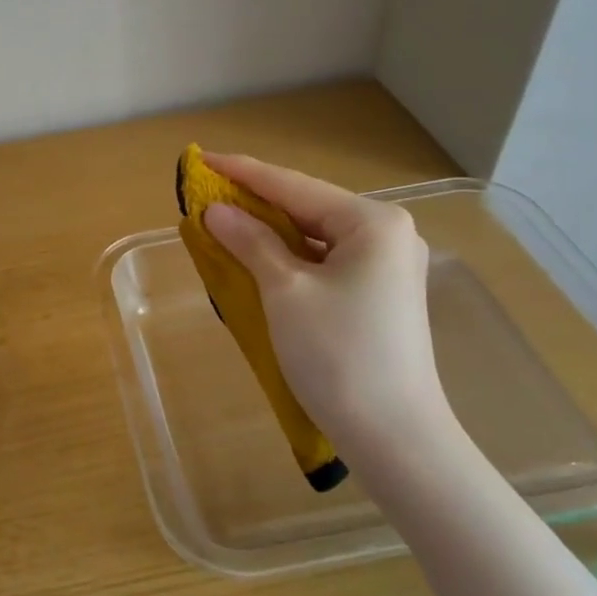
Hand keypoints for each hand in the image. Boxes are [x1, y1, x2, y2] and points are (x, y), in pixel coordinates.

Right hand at [200, 153, 454, 455]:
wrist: (395, 437)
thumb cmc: (337, 355)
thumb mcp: (284, 291)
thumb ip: (250, 241)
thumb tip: (215, 211)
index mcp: (372, 222)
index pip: (293, 185)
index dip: (242, 172)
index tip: (201, 158)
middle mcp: (387, 234)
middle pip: (307, 207)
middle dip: (256, 202)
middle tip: (207, 193)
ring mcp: (388, 266)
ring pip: (315, 236)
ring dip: (270, 231)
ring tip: (225, 222)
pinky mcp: (380, 295)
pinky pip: (325, 261)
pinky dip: (290, 258)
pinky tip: (260, 258)